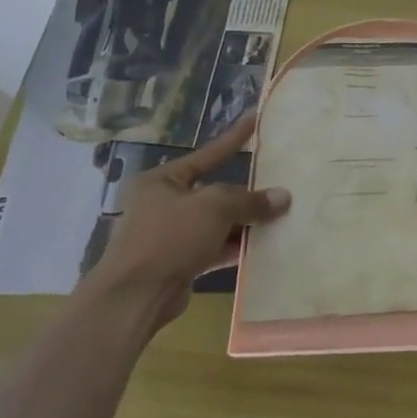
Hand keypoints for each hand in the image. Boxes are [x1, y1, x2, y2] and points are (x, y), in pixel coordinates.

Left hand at [79, 114, 289, 330]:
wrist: (133, 299)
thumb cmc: (169, 238)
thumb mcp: (214, 208)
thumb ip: (250, 200)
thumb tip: (283, 197)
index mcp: (162, 181)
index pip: (207, 154)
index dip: (234, 138)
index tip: (254, 118)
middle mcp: (163, 204)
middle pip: (213, 191)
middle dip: (245, 192)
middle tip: (278, 180)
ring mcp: (170, 235)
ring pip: (216, 222)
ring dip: (244, 222)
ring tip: (280, 215)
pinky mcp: (178, 263)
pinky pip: (214, 247)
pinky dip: (235, 246)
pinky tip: (263, 246)